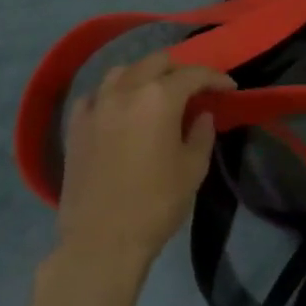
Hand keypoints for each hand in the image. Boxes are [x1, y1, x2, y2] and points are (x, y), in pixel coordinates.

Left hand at [58, 53, 234, 272]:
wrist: (102, 242)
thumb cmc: (156, 204)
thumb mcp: (193, 169)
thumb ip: (201, 134)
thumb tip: (201, 114)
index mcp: (159, 98)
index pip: (193, 74)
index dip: (215, 78)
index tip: (229, 87)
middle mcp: (126, 91)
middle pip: (156, 63)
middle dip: (179, 70)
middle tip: (194, 88)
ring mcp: (96, 107)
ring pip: (122, 72)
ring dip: (143, 75)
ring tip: (154, 92)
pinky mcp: (75, 127)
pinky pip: (94, 96)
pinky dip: (110, 95)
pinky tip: (117, 109)